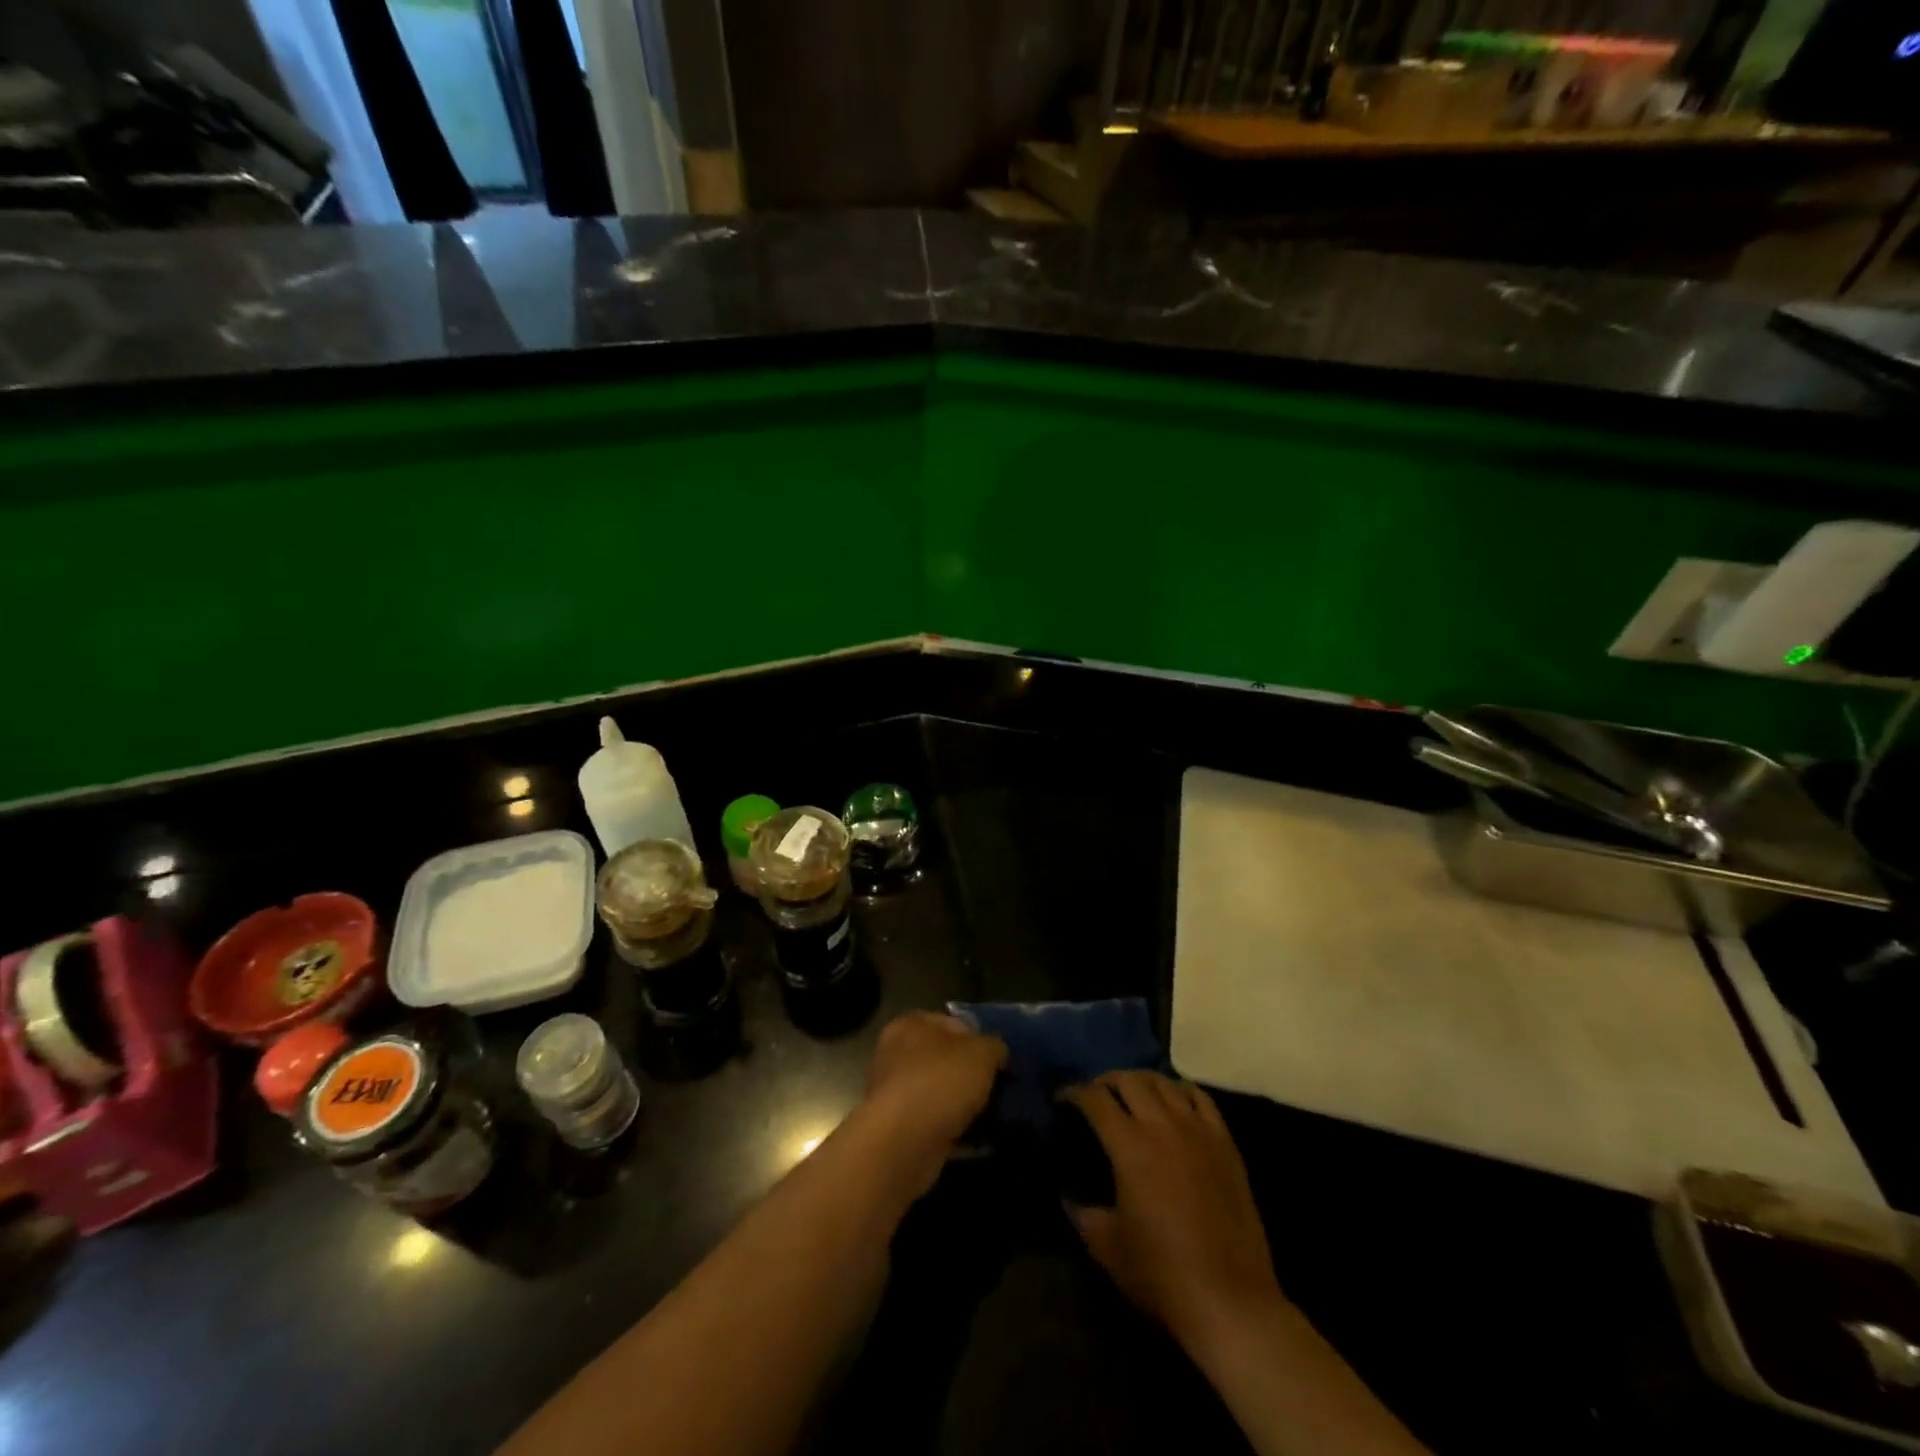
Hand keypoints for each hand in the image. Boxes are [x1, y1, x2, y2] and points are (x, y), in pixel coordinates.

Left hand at [853, 1012, 1005, 1195]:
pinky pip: (937, 1124)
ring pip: (941, 1094)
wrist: (904, 1143)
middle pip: (946, 1060)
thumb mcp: (981, 1052)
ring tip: (995, 1117)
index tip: (999, 1060)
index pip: (953, 1023)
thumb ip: (994, 1046)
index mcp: (911, 1024)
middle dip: (972, 1075)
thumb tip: (997, 1053)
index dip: (979, 1039)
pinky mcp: (900, 1130)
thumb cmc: (941, 1081)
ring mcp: (896, 1094)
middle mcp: (897, 1054)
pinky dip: (957, 1131)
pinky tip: (981, 1140)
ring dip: (965, 1105)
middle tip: (999, 1089)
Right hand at [1063, 1071, 1283, 1353]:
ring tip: (1132, 1093)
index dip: (1074, 1092)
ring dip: (1141, 1081)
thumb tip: (1068, 1196)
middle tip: (1096, 1095)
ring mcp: (1197, 1130)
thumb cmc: (1162, 1274)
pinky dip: (1180, 1090)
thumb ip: (1082, 1214)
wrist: (1230, 1300)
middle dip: (1106, 1081)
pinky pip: (1200, 1097)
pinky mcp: (1225, 1142)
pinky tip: (1174, 1100)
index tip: (1063, 1099)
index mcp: (1129, 1146)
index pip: (1095, 1099)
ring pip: (1164, 1083)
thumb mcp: (1107, 1247)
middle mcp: (1162, 1125)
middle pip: (1129, 1080)